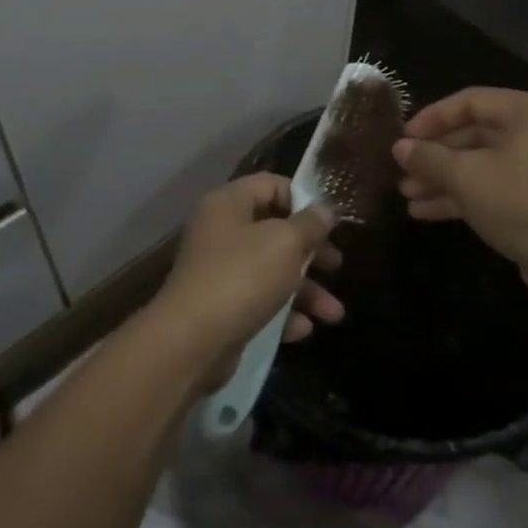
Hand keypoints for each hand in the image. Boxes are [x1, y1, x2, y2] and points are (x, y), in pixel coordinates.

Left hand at [152, 175, 344, 371]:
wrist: (191, 341)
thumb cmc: (242, 277)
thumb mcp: (285, 243)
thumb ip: (310, 224)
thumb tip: (325, 208)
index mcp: (229, 203)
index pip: (271, 185)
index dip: (303, 200)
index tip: (328, 224)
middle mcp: (221, 231)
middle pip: (275, 231)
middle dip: (311, 252)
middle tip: (336, 266)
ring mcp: (219, 270)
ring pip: (271, 270)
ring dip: (306, 290)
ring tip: (334, 315)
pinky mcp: (221, 306)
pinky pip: (259, 301)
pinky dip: (283, 313)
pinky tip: (303, 330)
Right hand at [392, 88, 527, 298]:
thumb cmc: (520, 203)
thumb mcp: (466, 176)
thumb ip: (429, 157)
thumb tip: (399, 148)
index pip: (470, 101)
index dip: (432, 118)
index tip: (404, 137)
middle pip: (473, 134)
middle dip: (434, 156)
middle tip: (402, 169)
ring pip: (479, 164)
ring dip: (442, 178)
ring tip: (407, 194)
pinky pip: (492, 186)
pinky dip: (461, 196)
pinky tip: (424, 211)